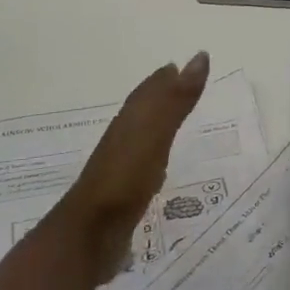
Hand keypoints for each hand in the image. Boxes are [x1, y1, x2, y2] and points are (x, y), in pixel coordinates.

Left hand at [47, 52, 210, 284]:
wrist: (90, 233)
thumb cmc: (126, 177)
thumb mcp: (156, 132)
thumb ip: (177, 98)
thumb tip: (199, 56)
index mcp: (130, 122)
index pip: (148, 93)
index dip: (163, 79)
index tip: (177, 66)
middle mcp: (123, 140)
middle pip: (142, 112)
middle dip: (159, 98)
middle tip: (180, 88)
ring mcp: (120, 168)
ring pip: (140, 138)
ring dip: (155, 127)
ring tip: (172, 123)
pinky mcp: (122, 195)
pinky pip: (142, 165)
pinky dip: (153, 157)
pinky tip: (158, 168)